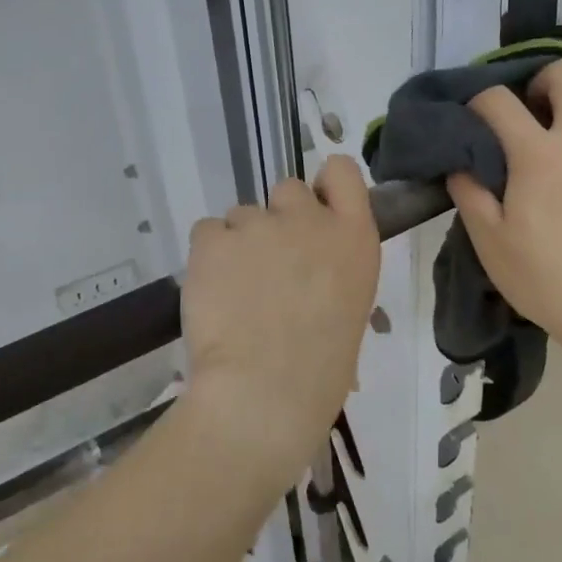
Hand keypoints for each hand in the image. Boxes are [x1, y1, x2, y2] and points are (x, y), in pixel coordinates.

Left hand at [181, 156, 380, 469]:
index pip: (342, 171)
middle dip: (278, 219)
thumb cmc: (321, 368)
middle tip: (270, 264)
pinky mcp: (213, 239)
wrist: (267, 390)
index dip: (324, 187)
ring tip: (236, 292)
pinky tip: (213, 293)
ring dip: (239, 243)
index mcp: (354, 237)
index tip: (315, 212)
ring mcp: (259, 224)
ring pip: (242, 215)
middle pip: (288, 189)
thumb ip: (331, 270)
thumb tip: (306, 273)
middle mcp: (309, 219)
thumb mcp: (350, 307)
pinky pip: (207, 232)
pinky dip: (208, 257)